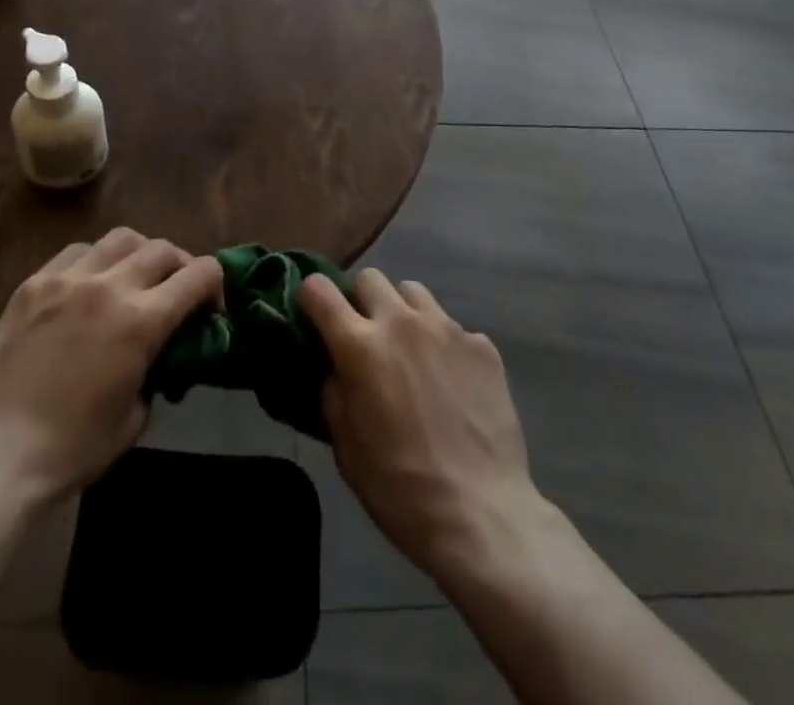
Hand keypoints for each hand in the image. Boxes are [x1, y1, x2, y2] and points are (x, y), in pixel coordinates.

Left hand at [0, 228, 221, 507]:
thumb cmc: (71, 449)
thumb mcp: (135, 418)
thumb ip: (155, 372)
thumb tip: (157, 356)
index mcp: (142, 320)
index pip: (199, 274)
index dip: (215, 285)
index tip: (211, 309)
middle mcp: (109, 286)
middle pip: (163, 249)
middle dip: (181, 267)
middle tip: (177, 292)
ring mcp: (67, 279)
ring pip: (121, 238)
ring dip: (139, 254)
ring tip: (133, 278)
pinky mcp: (34, 283)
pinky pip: (77, 252)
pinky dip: (96, 260)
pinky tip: (89, 284)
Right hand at [301, 269, 545, 578]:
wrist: (481, 514)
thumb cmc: (400, 489)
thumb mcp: (347, 449)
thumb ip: (334, 395)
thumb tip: (334, 370)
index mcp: (360, 346)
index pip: (319, 289)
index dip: (311, 297)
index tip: (314, 316)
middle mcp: (401, 323)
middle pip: (370, 278)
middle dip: (361, 301)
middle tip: (367, 338)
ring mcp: (446, 329)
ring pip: (413, 292)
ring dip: (402, 312)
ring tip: (410, 350)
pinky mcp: (482, 345)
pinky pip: (452, 327)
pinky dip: (444, 345)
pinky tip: (452, 382)